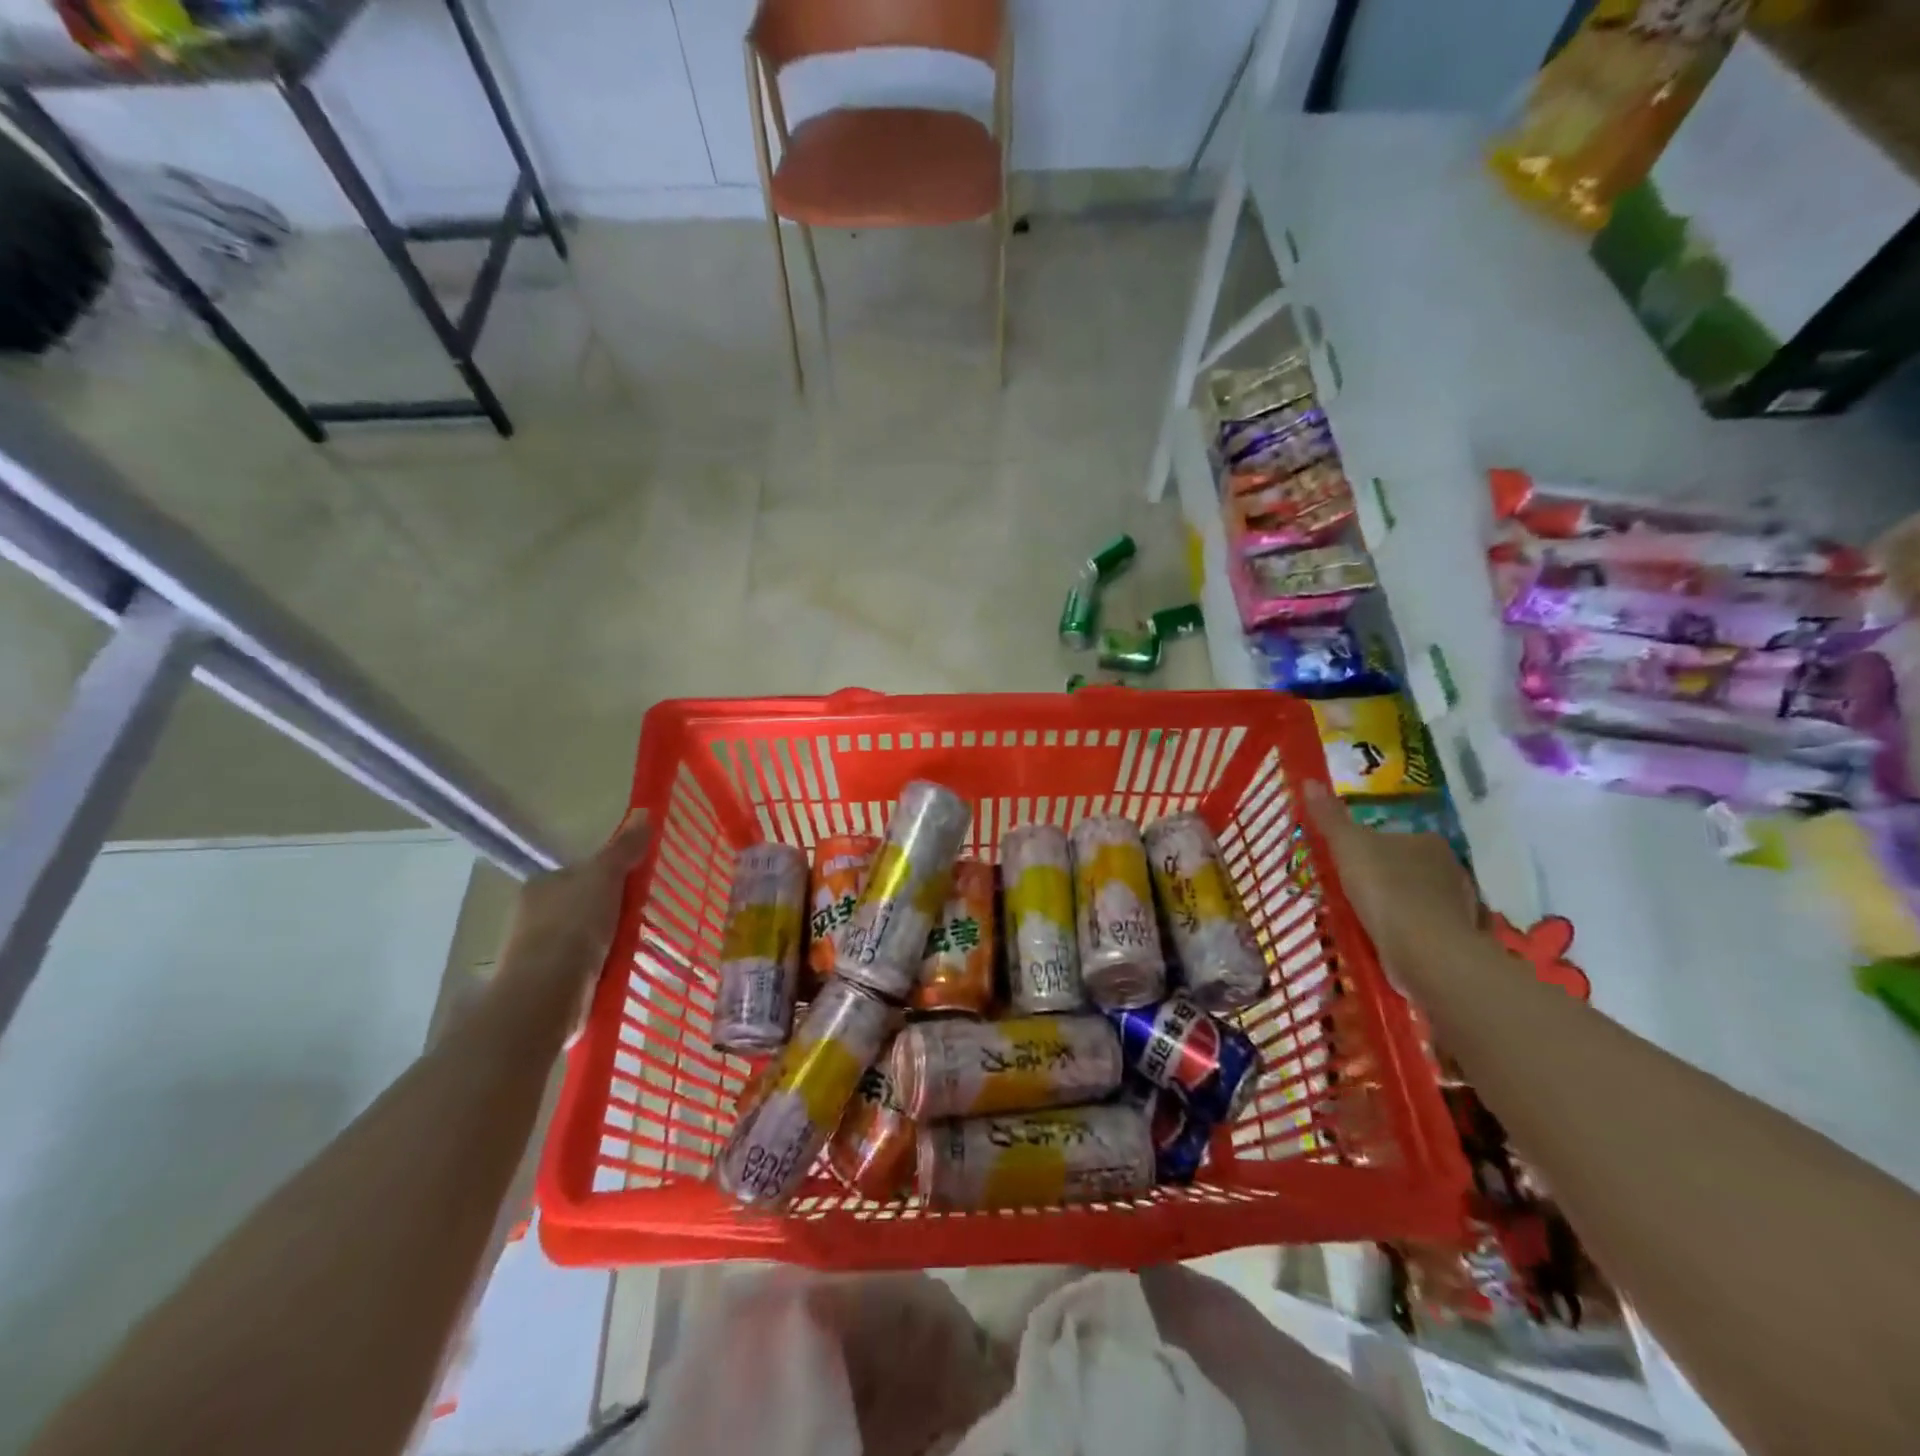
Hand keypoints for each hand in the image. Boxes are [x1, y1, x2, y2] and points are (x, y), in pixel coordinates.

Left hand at [495, 810, 651, 1027]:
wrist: (546, 995)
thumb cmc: (573, 927)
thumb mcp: (605, 878)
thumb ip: (624, 849)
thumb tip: (644, 812)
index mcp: (541, 886)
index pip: (580, 873)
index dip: (610, 876)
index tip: (638, 886)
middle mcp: (532, 917)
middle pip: (584, 905)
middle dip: (612, 911)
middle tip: (645, 916)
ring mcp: (538, 954)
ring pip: (585, 939)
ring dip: (610, 942)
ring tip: (641, 946)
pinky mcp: (549, 985)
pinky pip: (586, 968)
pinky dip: (605, 968)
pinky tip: (625, 971)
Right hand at [1304, 782, 1478, 990]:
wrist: (1424, 950)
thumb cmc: (1385, 888)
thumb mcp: (1348, 846)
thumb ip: (1330, 817)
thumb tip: (1310, 781)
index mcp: (1428, 842)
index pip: (1398, 836)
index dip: (1373, 846)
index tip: (1350, 861)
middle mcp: (1451, 869)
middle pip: (1411, 866)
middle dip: (1387, 876)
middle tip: (1353, 889)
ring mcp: (1459, 907)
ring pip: (1422, 899)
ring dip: (1399, 906)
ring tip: (1367, 918)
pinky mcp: (1456, 940)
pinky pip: (1426, 929)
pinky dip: (1410, 932)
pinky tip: (1388, 941)